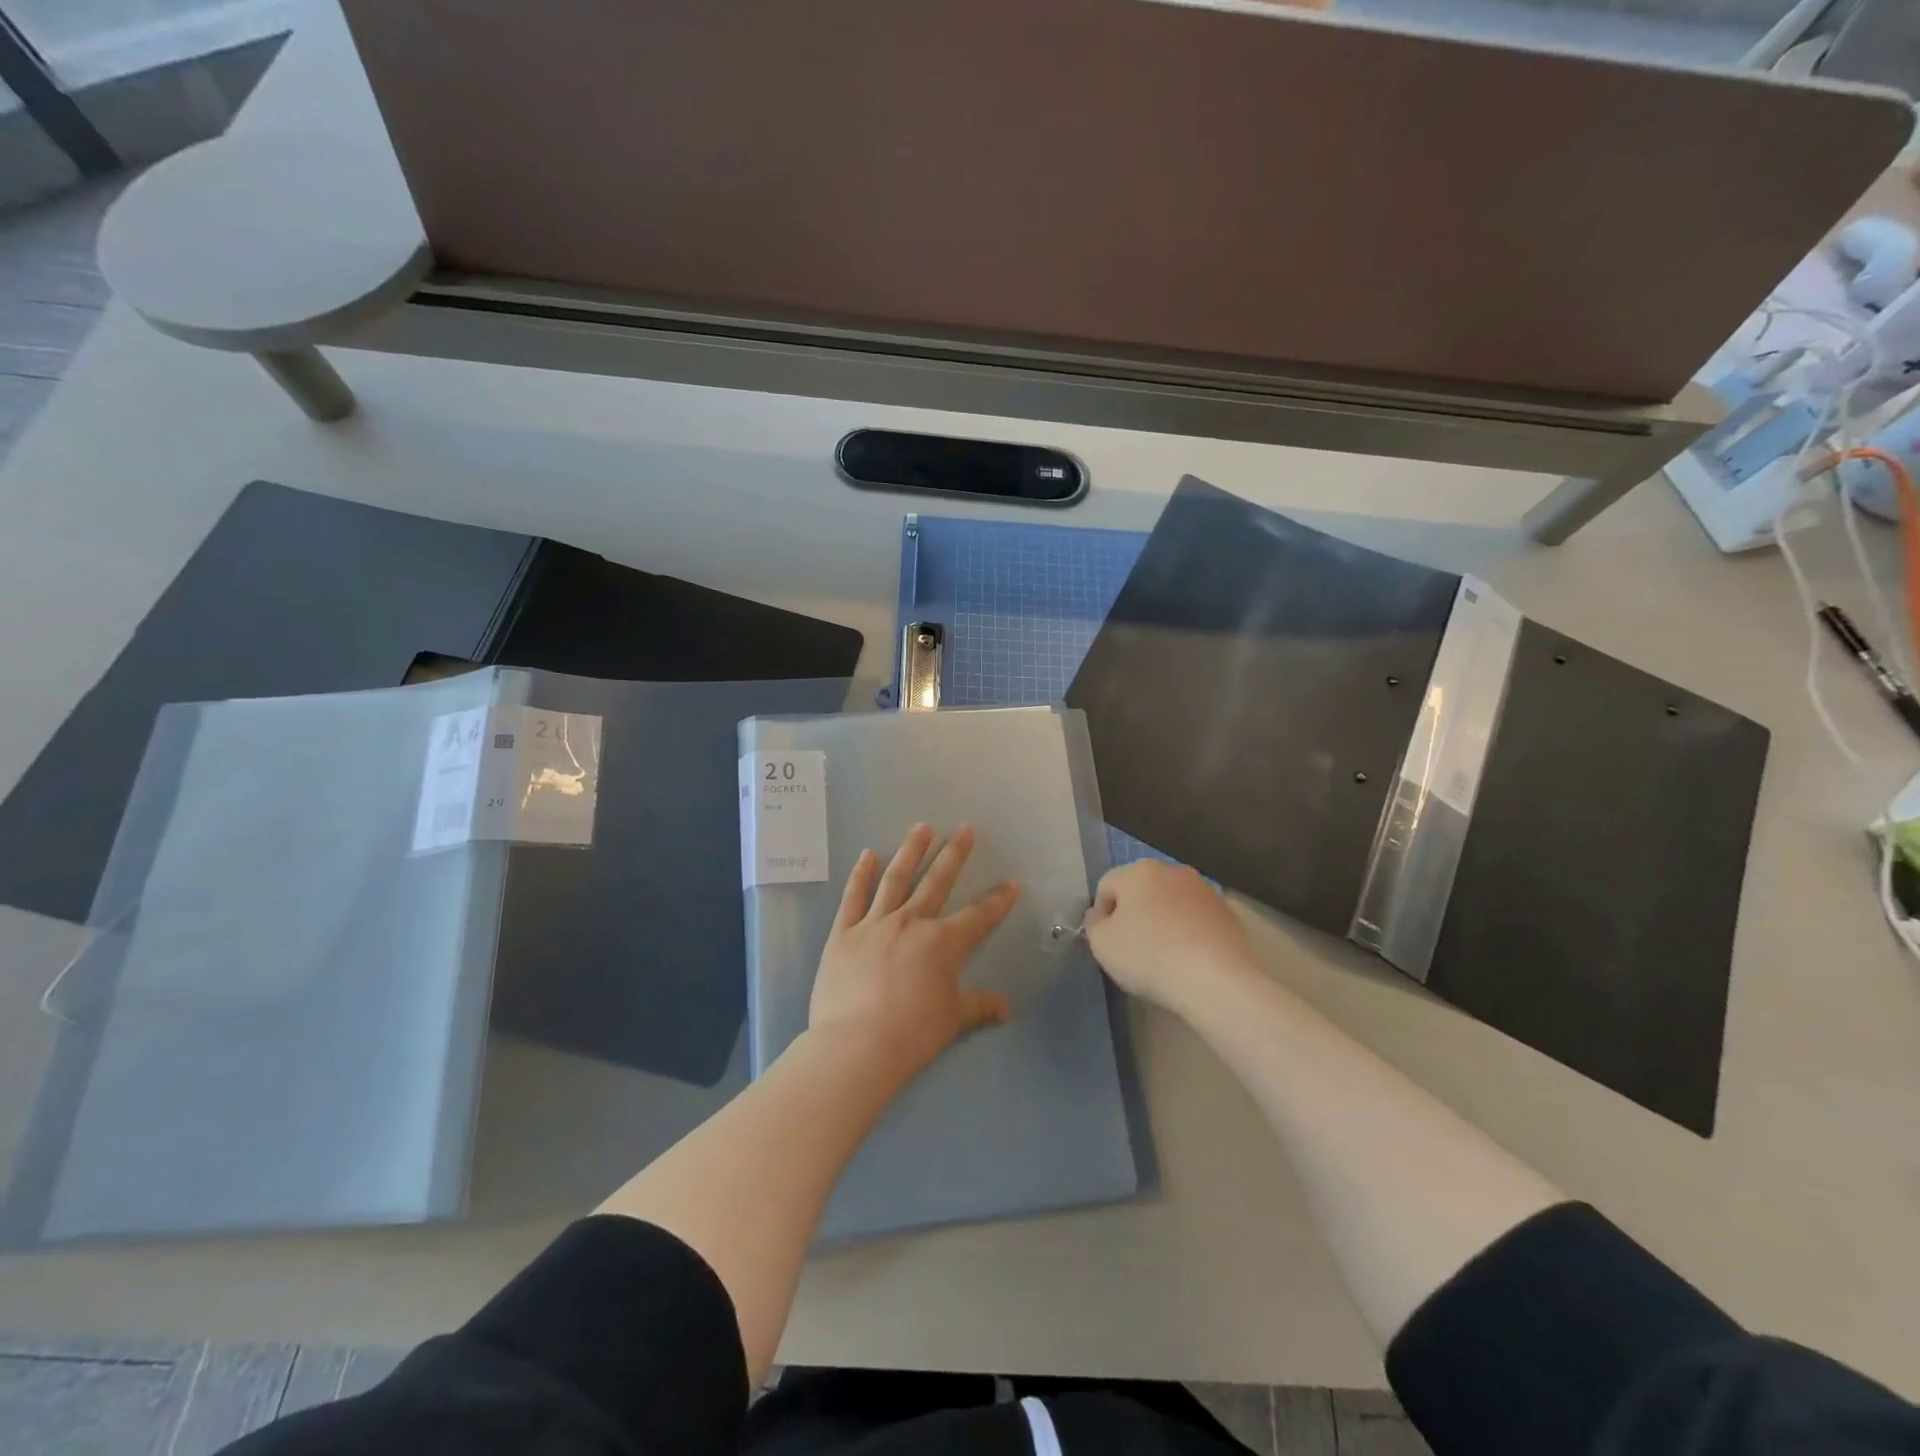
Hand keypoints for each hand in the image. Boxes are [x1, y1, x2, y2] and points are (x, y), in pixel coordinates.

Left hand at [809, 824, 1019, 1078]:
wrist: (857, 1044)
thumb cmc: (912, 1033)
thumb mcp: (952, 1020)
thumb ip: (979, 1006)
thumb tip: (1005, 1008)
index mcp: (942, 942)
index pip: (978, 916)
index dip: (998, 900)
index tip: (1012, 883)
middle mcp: (911, 922)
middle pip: (937, 882)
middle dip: (954, 854)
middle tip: (965, 829)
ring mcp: (874, 923)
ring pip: (895, 878)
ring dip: (910, 851)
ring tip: (921, 828)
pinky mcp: (843, 932)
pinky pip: (853, 897)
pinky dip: (861, 874)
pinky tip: (868, 855)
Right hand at [1084, 860, 1256, 1012]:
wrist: (1218, 980)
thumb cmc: (1150, 956)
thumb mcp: (1102, 944)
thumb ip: (1094, 923)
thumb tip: (1101, 915)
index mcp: (1139, 871)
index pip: (1106, 886)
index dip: (1101, 915)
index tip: (1108, 943)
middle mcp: (1172, 871)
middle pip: (1140, 891)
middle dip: (1134, 915)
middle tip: (1133, 949)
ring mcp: (1204, 890)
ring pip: (1170, 904)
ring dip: (1162, 923)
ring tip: (1163, 958)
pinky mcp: (1227, 913)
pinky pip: (1195, 920)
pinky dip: (1187, 934)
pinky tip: (1188, 960)